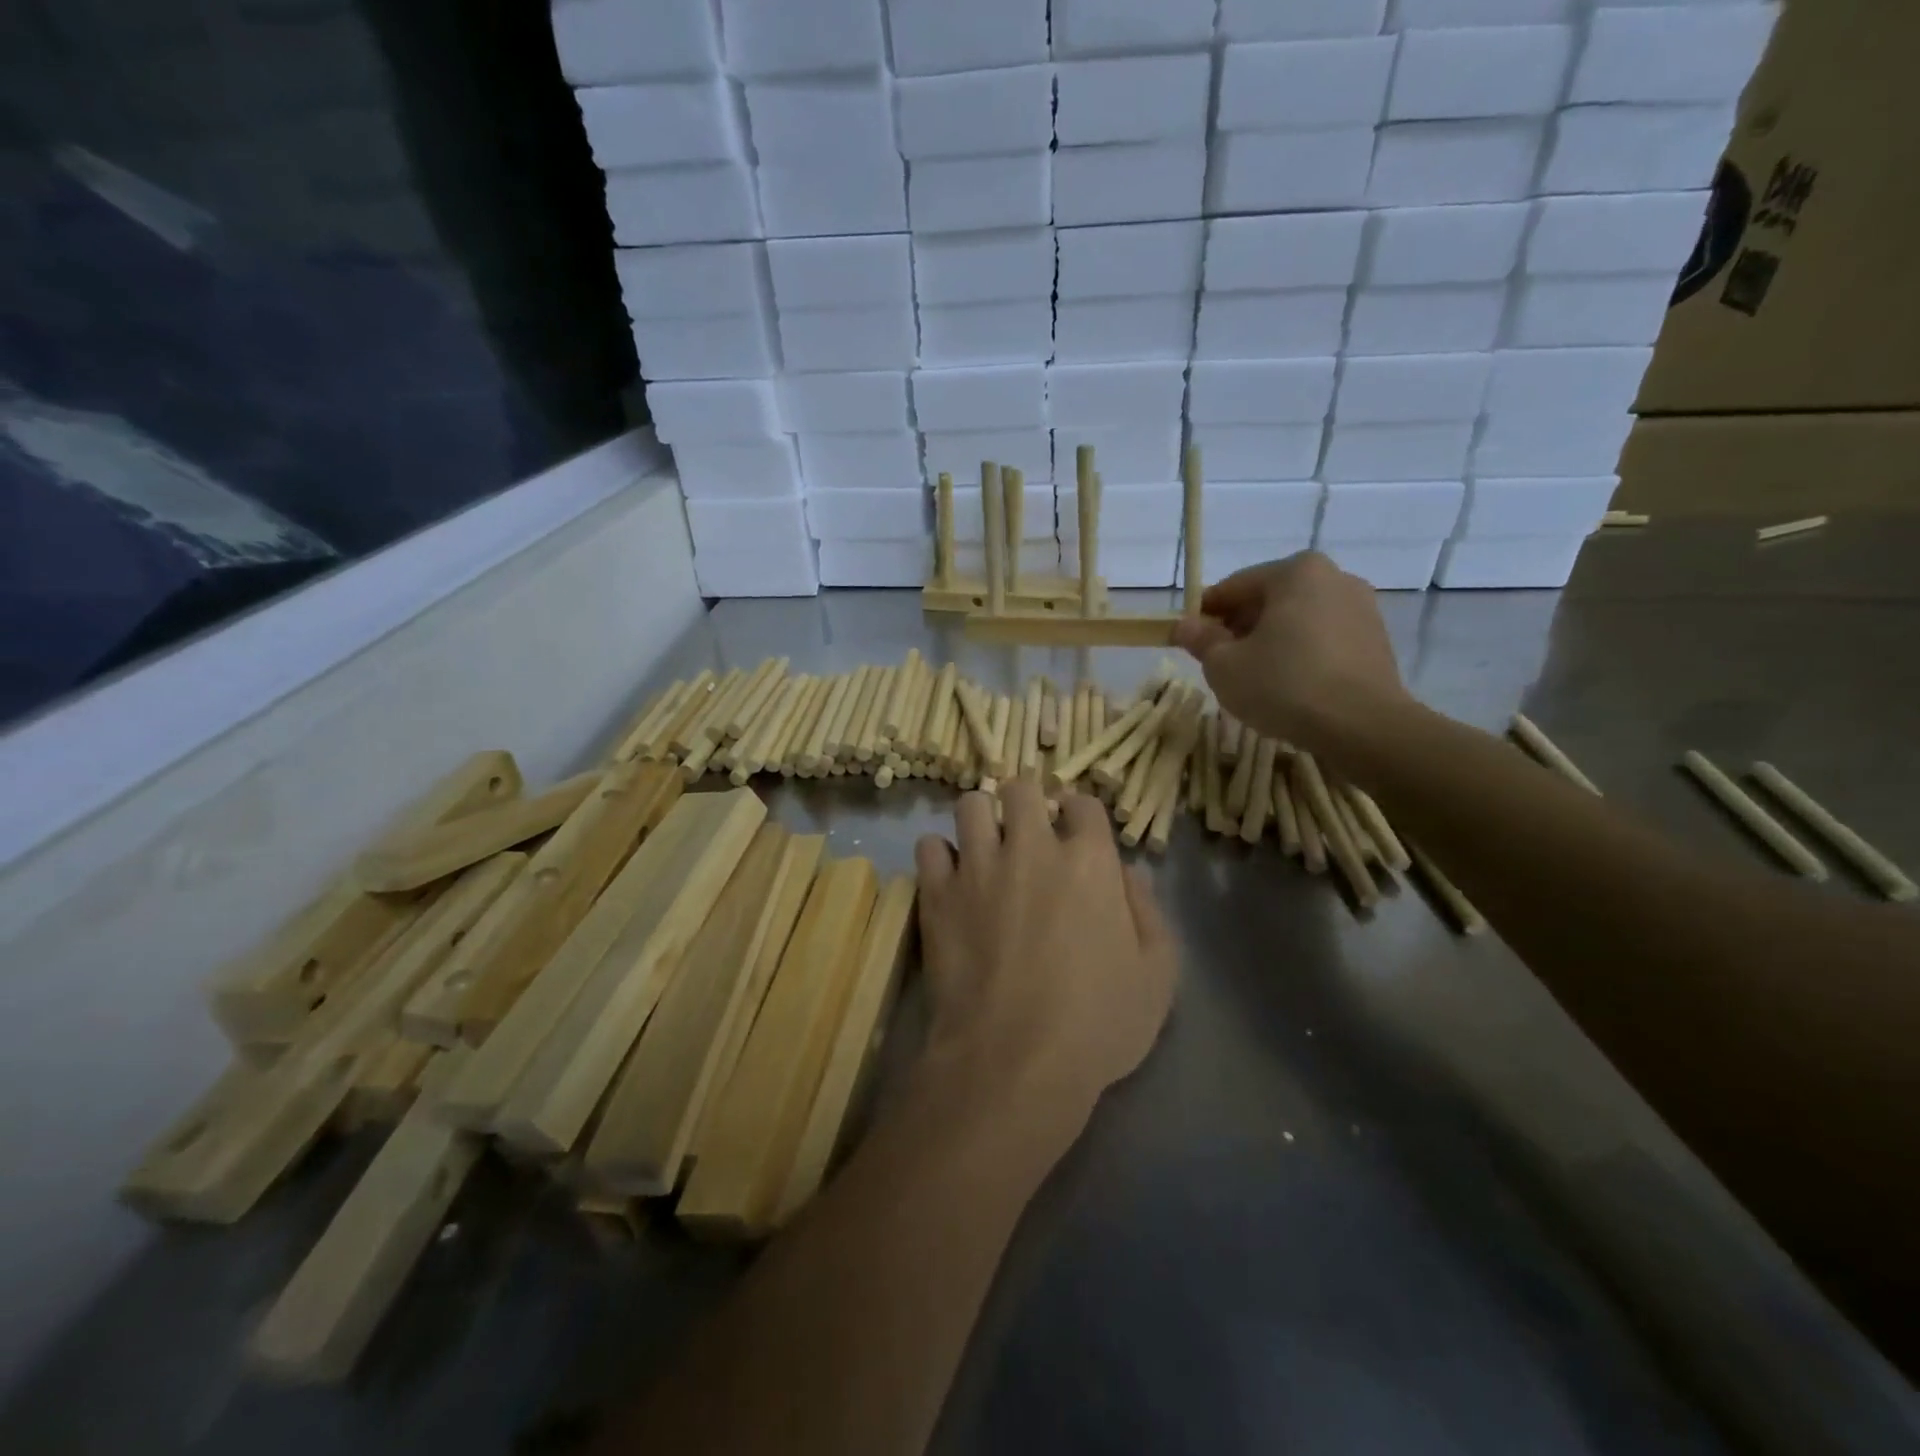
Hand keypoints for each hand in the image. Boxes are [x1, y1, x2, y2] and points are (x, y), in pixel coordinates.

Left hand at [913, 782, 1175, 1125]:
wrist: (1013, 1060)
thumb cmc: (1097, 1023)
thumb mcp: (1157, 975)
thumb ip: (1148, 911)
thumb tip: (1128, 872)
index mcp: (1089, 860)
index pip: (1083, 803)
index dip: (1080, 816)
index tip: (1076, 836)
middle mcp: (1031, 848)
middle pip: (1021, 789)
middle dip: (1027, 804)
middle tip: (1027, 835)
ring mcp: (978, 866)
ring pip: (970, 805)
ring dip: (981, 821)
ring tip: (986, 849)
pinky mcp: (937, 892)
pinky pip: (928, 846)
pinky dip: (939, 857)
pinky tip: (951, 880)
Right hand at [1171, 551, 1410, 754]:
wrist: (1362, 726)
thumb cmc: (1284, 685)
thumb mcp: (1224, 665)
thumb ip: (1201, 640)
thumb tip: (1184, 626)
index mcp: (1295, 572)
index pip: (1234, 587)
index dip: (1204, 614)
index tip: (1188, 640)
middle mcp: (1334, 578)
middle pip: (1269, 600)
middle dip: (1240, 627)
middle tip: (1219, 662)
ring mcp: (1361, 608)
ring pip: (1298, 620)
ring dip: (1271, 641)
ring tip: (1254, 678)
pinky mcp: (1376, 640)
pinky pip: (1324, 639)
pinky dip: (1301, 654)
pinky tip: (1289, 686)